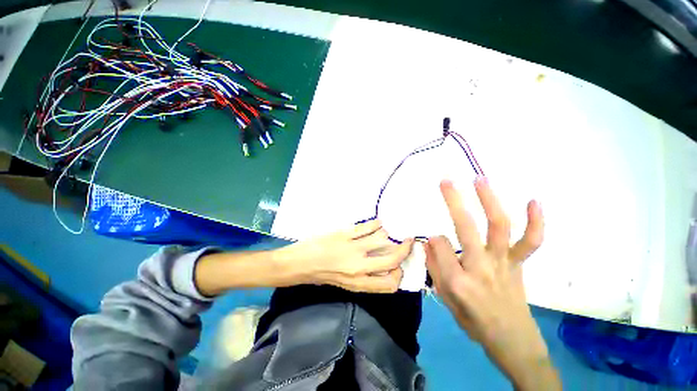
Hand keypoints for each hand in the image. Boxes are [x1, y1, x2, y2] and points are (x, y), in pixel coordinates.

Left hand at [278, 220, 413, 292]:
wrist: (300, 263)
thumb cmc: (321, 275)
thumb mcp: (346, 284)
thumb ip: (366, 278)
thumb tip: (385, 265)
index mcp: (359, 283)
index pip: (390, 283)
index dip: (400, 273)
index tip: (400, 264)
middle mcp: (359, 266)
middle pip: (392, 258)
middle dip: (405, 249)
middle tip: (408, 242)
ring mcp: (352, 248)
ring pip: (382, 238)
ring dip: (388, 234)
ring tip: (386, 232)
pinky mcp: (345, 233)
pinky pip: (367, 226)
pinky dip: (376, 224)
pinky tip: (377, 223)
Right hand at [425, 178, 560, 390]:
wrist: (511, 339)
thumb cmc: (473, 320)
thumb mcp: (445, 298)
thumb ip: (434, 266)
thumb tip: (429, 240)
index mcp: (458, 279)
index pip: (439, 245)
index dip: (433, 241)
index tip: (433, 244)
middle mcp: (481, 266)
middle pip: (466, 227)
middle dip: (453, 201)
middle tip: (445, 181)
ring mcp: (504, 262)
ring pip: (498, 227)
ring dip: (489, 200)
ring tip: (480, 180)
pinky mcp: (520, 263)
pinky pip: (531, 242)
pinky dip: (536, 222)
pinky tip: (533, 201)